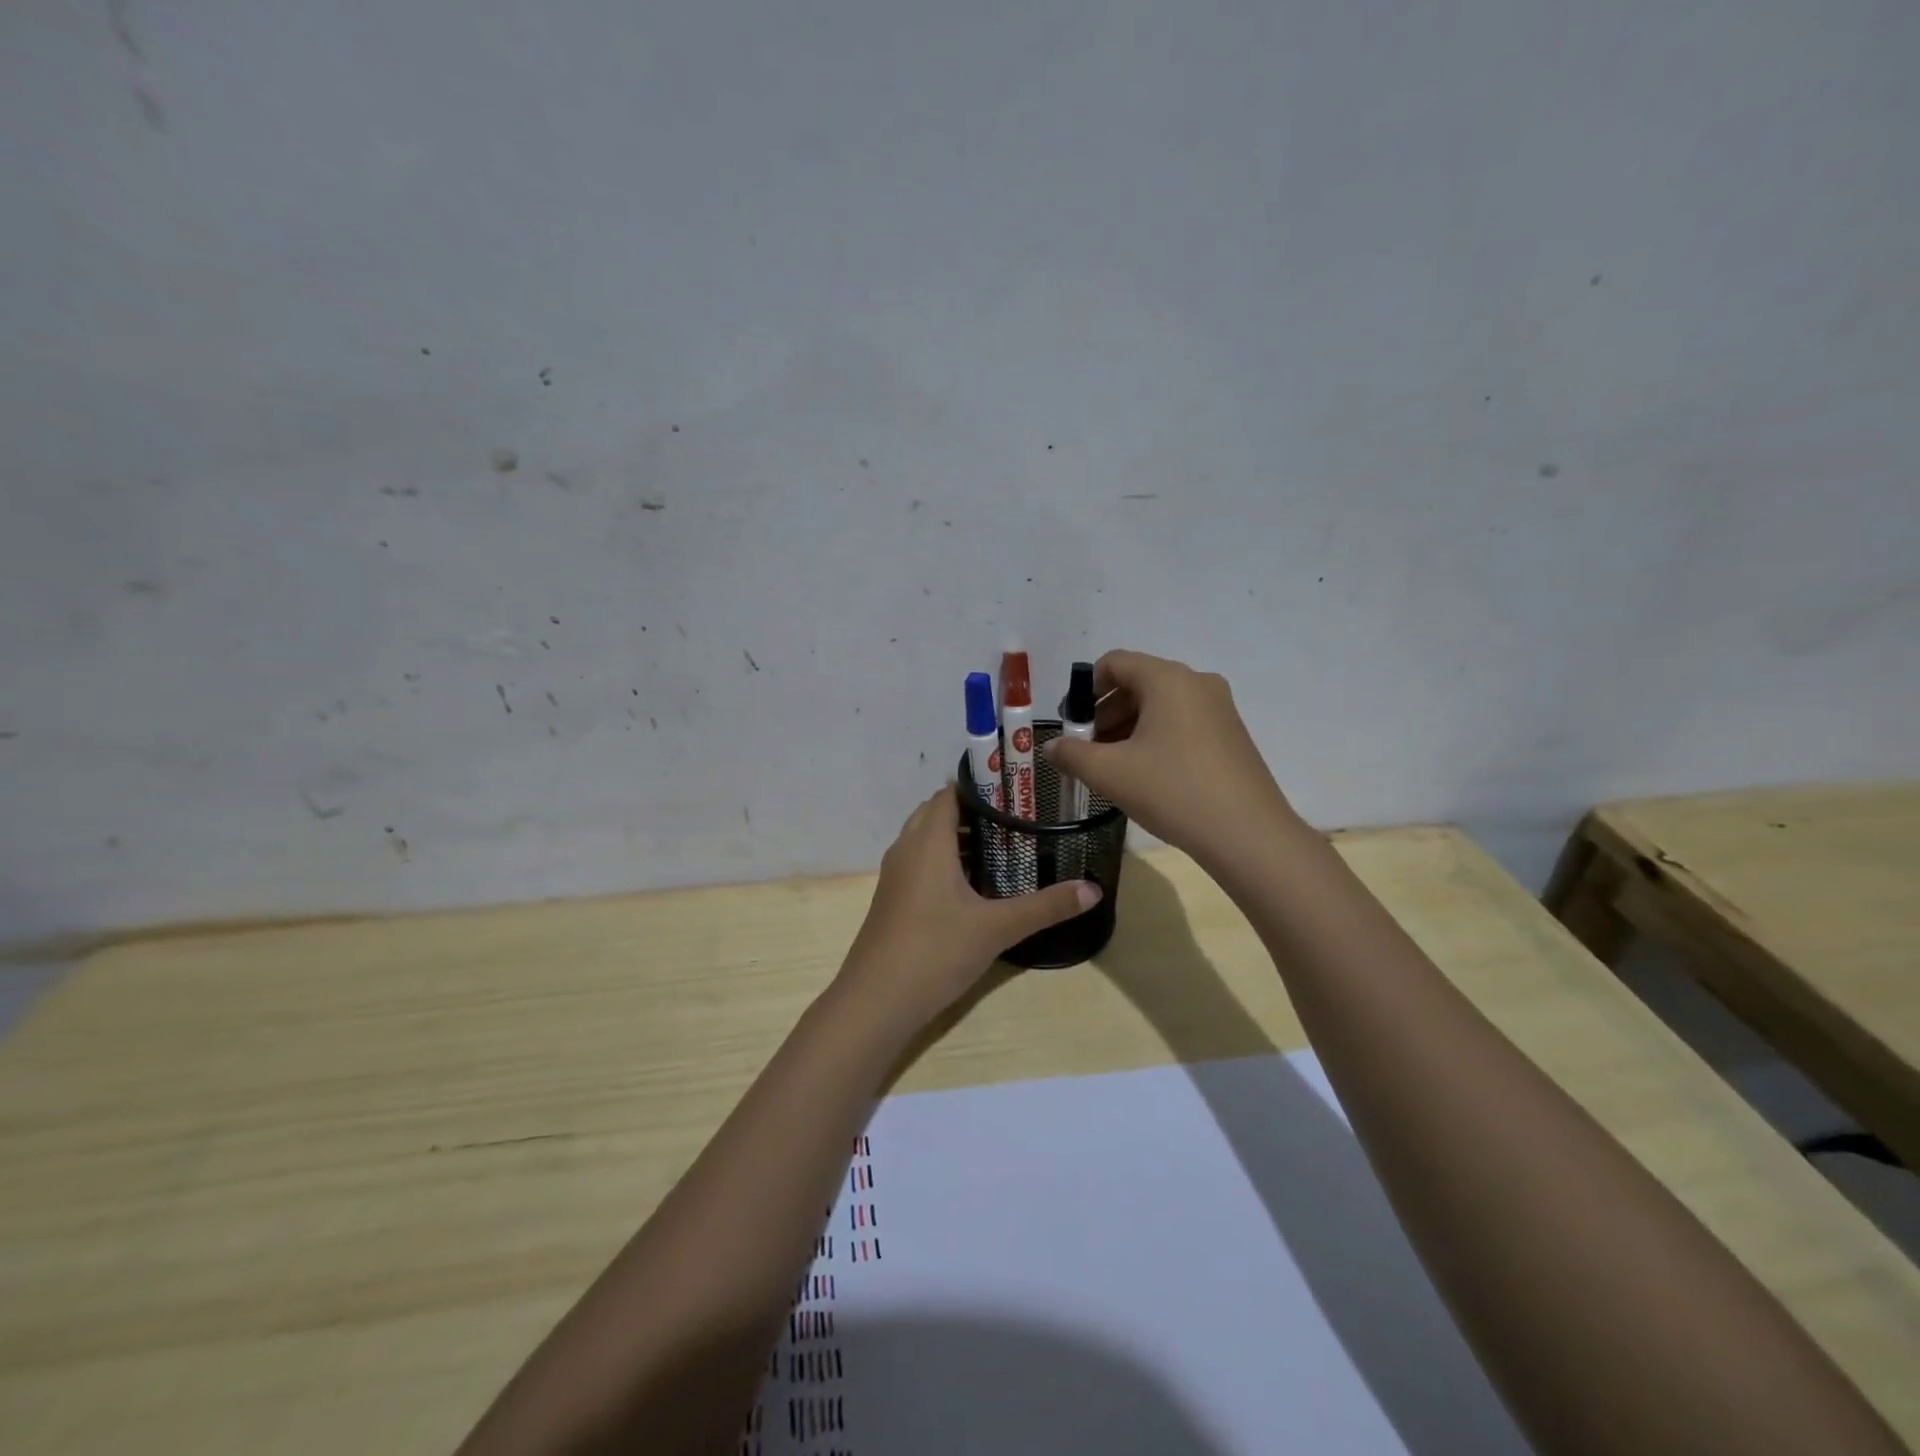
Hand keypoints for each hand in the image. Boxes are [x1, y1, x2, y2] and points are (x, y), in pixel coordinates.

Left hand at [834, 786, 1099, 1031]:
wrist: (876, 1001)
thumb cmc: (935, 951)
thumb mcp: (997, 928)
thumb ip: (1045, 906)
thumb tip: (1094, 889)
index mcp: (928, 842)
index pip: (949, 793)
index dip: (981, 787)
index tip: (1017, 791)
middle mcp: (907, 849)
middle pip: (937, 812)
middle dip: (973, 811)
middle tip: (1017, 818)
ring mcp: (896, 875)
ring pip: (926, 839)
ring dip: (958, 837)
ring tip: (1003, 846)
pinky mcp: (893, 899)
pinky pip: (920, 862)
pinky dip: (944, 860)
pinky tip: (973, 884)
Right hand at [1044, 650, 1296, 870]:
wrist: (1248, 835)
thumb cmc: (1173, 791)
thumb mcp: (1109, 773)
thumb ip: (1072, 754)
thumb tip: (1051, 747)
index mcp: (1168, 679)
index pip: (1114, 663)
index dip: (1084, 690)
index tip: (1071, 725)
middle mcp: (1196, 683)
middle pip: (1137, 683)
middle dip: (1104, 713)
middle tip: (1087, 750)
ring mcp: (1219, 709)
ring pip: (1160, 706)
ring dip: (1128, 728)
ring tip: (1112, 767)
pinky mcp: (1231, 735)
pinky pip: (1181, 723)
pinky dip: (1155, 739)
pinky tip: (1145, 776)